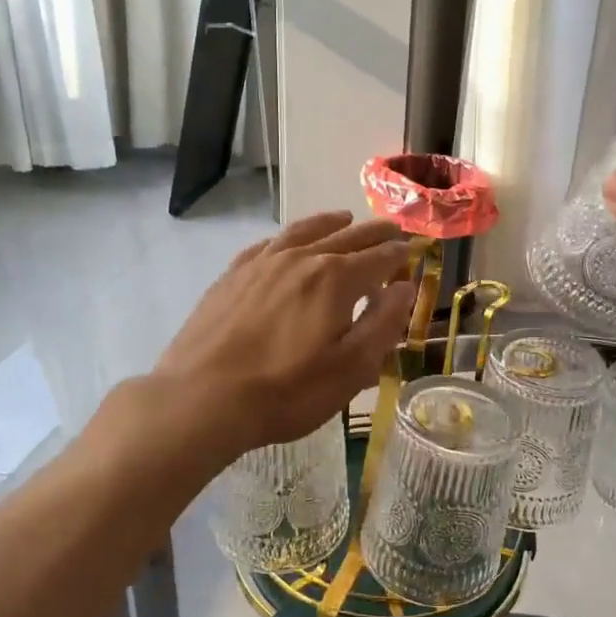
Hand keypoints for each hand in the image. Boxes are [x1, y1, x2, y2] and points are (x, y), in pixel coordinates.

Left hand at [153, 212, 417, 456]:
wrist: (202, 398)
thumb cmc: (286, 391)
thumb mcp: (350, 369)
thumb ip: (382, 324)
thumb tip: (404, 288)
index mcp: (335, 279)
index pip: (378, 258)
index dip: (399, 255)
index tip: (413, 251)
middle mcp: (301, 259)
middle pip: (346, 237)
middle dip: (373, 233)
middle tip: (391, 229)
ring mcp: (262, 264)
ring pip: (304, 232)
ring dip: (330, 223)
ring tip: (345, 218)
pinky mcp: (233, 275)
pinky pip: (268, 244)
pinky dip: (288, 237)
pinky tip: (288, 242)